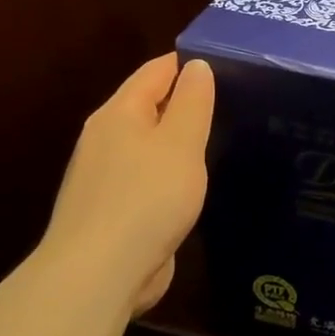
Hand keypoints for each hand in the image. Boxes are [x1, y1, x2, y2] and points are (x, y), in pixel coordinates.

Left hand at [34, 52, 214, 314]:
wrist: (99, 274)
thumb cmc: (146, 197)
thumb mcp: (181, 143)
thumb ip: (192, 102)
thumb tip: (196, 65)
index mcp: (119, 114)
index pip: (156, 71)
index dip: (188, 62)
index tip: (229, 61)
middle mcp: (106, 139)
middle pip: (150, 106)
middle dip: (186, 100)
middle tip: (235, 99)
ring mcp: (106, 177)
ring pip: (149, 144)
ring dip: (179, 140)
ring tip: (223, 137)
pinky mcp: (114, 211)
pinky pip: (149, 177)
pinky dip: (172, 172)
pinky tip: (195, 182)